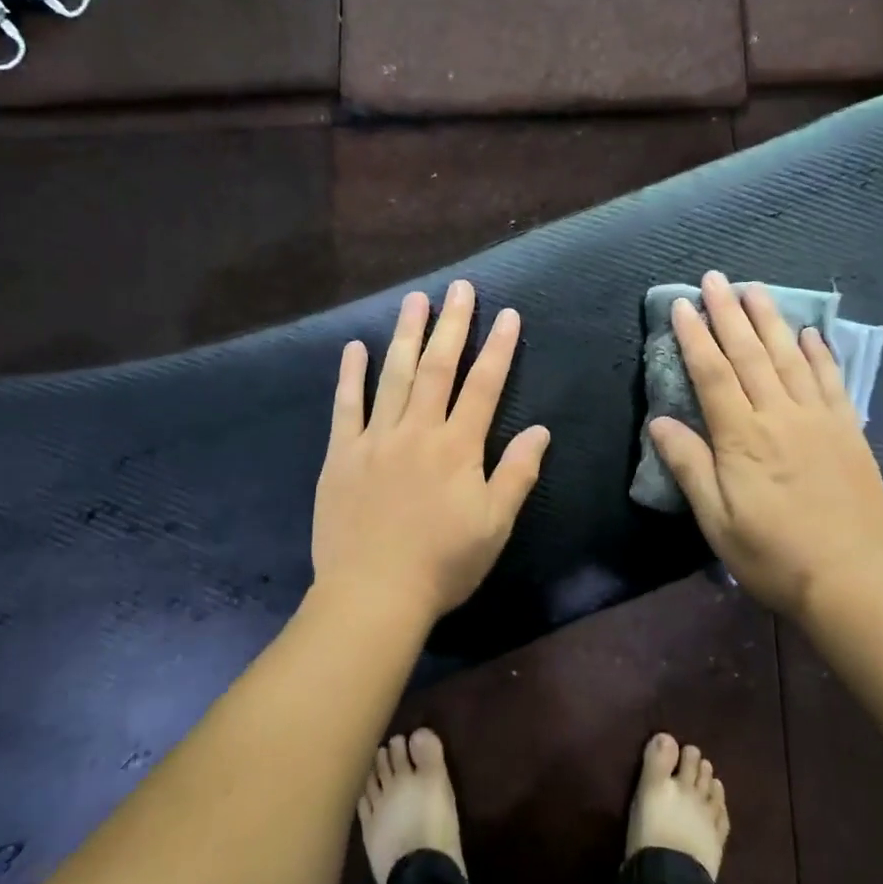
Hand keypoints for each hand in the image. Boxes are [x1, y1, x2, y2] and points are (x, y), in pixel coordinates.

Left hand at [311, 280, 550, 624]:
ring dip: (405, 334)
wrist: (372, 595)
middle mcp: (417, 431)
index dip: (498, 348)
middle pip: (437, 367)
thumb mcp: (494, 525)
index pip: (483, 385)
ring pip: (393, 375)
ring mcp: (375, 439)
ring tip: (415, 300)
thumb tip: (541, 430)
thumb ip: (517, 473)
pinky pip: (345, 407)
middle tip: (459, 288)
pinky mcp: (341, 455)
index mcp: (457, 447)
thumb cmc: (442, 563)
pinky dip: (351, 375)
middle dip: (452, 325)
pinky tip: (354, 348)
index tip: (507, 314)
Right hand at [648, 272, 882, 617]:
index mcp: (742, 436)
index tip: (683, 305)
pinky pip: (831, 380)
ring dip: (770, 320)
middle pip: (749, 353)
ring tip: (756, 288)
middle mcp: (779, 415)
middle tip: (715, 278)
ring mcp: (818, 419)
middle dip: (729, 313)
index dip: (695, 336)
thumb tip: (659, 422)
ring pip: (789, 357)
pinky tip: (810, 332)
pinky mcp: (847, 430)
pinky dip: (820, 352)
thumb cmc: (773, 553)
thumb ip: (689, 465)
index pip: (712, 373)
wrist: (853, 578)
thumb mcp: (717, 520)